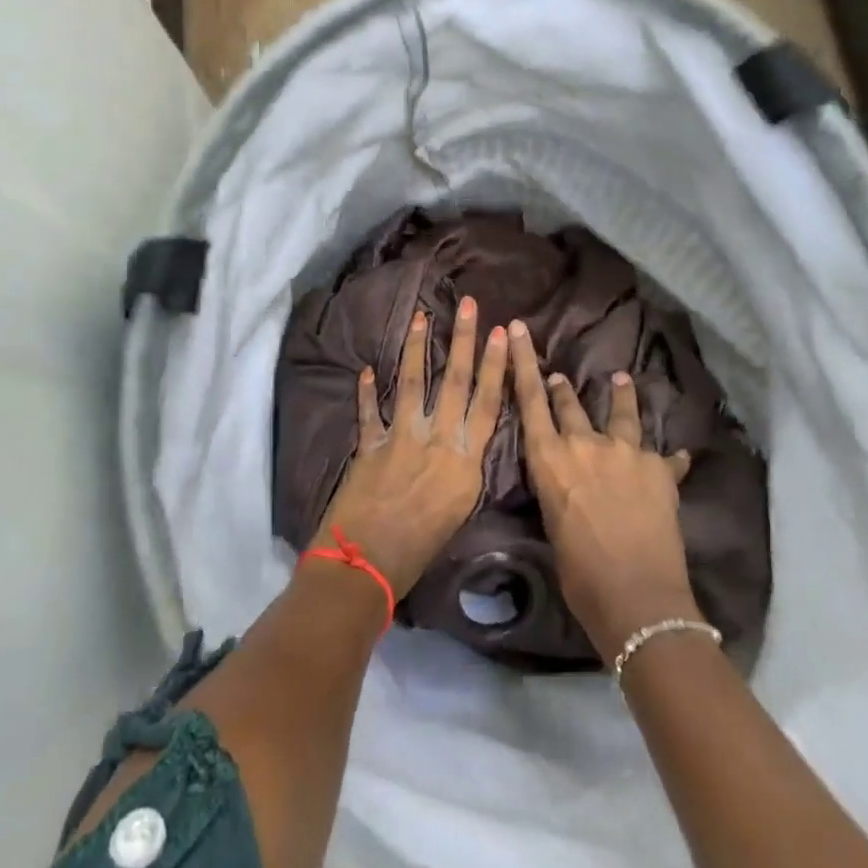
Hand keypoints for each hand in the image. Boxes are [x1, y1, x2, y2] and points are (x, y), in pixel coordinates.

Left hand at [312, 299, 508, 598]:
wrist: (368, 563)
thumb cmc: (421, 550)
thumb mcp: (460, 510)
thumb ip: (464, 469)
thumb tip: (464, 442)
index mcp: (466, 461)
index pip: (488, 402)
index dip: (496, 365)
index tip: (500, 333)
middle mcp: (437, 440)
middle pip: (455, 381)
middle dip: (462, 340)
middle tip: (466, 304)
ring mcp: (400, 438)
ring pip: (413, 382)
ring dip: (417, 348)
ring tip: (420, 316)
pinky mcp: (369, 444)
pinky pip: (369, 411)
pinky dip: (367, 391)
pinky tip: (367, 369)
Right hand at [508, 319, 698, 661]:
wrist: (637, 597)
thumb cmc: (579, 573)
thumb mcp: (554, 524)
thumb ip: (559, 490)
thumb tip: (567, 482)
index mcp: (550, 459)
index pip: (530, 399)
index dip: (523, 361)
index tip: (517, 329)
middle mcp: (586, 444)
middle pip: (570, 404)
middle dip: (561, 387)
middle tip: (560, 375)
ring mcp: (626, 452)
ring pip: (622, 414)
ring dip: (621, 397)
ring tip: (622, 380)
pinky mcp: (661, 470)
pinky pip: (667, 458)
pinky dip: (670, 459)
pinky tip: (679, 456)